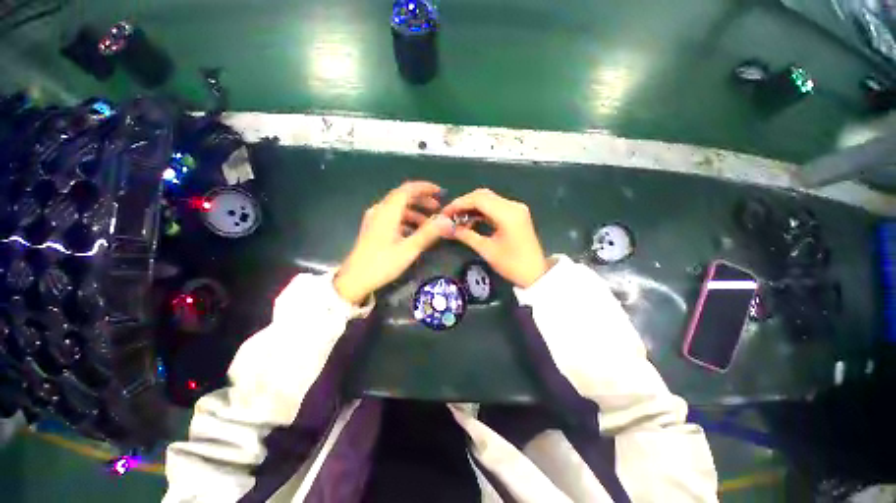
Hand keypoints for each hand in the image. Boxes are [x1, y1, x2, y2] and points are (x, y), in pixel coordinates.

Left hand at [334, 181, 454, 304]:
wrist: (355, 279)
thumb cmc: (382, 263)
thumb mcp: (409, 249)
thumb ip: (428, 233)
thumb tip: (447, 220)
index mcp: (387, 212)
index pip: (407, 189)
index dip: (424, 188)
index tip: (439, 192)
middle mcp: (380, 210)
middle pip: (402, 197)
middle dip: (422, 200)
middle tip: (437, 208)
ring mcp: (374, 219)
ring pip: (397, 208)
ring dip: (415, 212)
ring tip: (429, 223)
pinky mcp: (373, 228)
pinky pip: (392, 217)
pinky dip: (406, 220)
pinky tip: (413, 232)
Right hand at [442, 188, 549, 287]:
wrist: (536, 274)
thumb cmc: (512, 265)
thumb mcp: (486, 250)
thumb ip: (466, 235)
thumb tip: (447, 228)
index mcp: (507, 213)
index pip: (478, 199)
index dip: (459, 204)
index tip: (445, 213)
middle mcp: (513, 205)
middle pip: (483, 195)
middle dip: (464, 203)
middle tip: (450, 215)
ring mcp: (516, 209)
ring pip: (489, 199)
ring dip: (472, 207)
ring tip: (458, 219)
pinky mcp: (516, 214)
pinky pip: (495, 207)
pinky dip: (481, 211)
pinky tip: (471, 220)